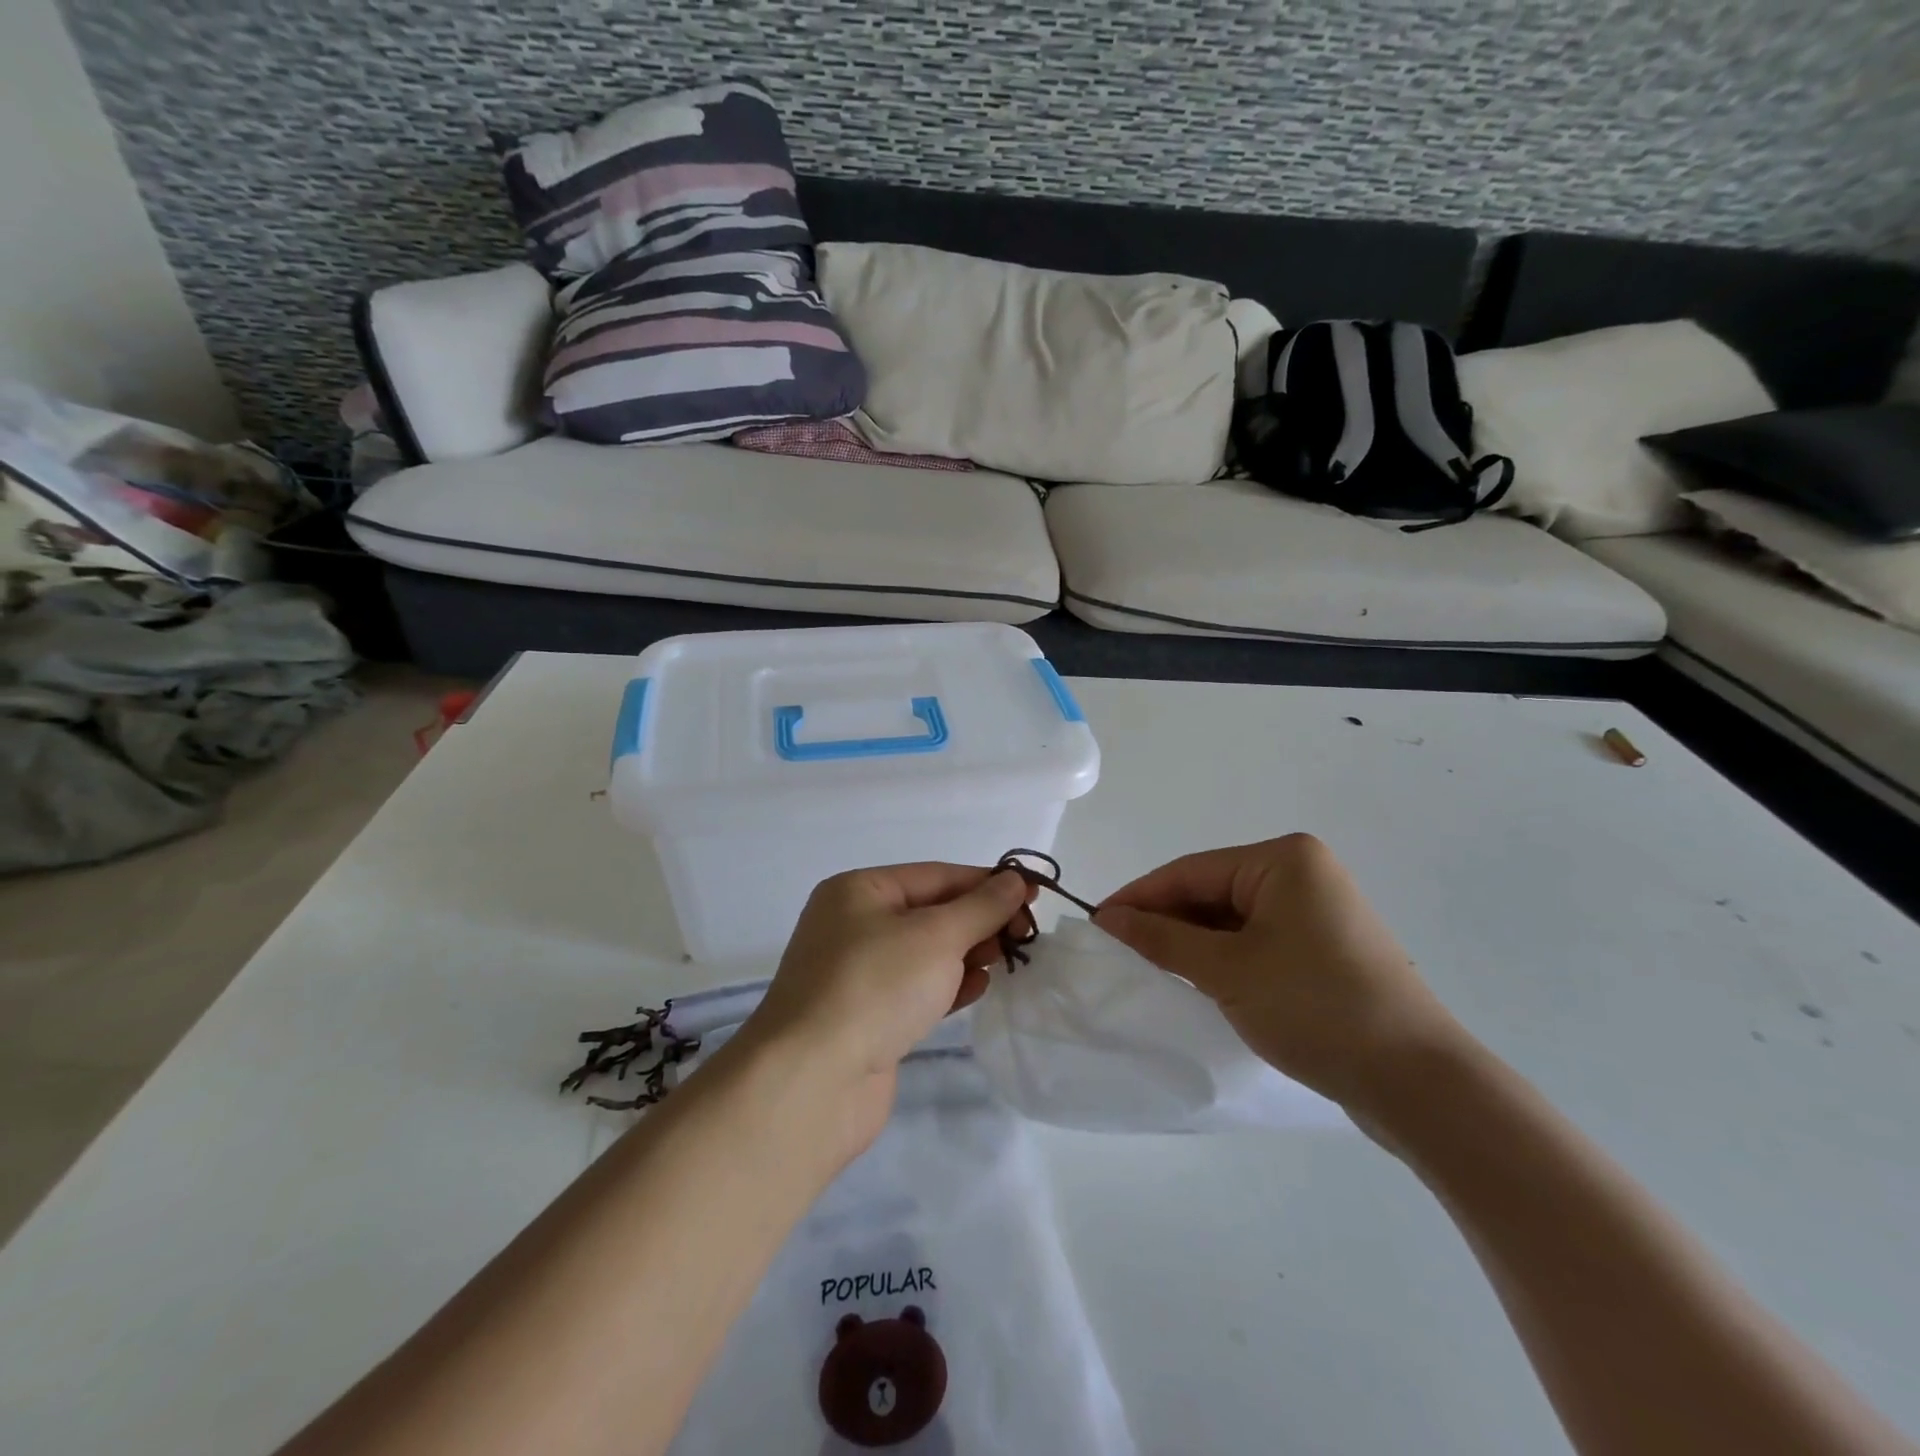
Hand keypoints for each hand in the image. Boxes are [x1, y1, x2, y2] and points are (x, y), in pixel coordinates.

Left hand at [735, 863, 1032, 1146]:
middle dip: (979, 920)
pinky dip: (948, 985)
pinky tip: (978, 988)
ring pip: (926, 952)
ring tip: (1007, 959)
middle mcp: (854, 925)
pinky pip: (917, 989)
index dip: (987, 882)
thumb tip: (1014, 880)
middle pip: (931, 912)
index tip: (1033, 895)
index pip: (936, 875)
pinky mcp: (868, 1017)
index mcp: (859, 891)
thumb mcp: (936, 936)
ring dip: (968, 953)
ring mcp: (858, 974)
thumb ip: (980, 907)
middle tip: (1026, 935)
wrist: (812, 1083)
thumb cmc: (875, 987)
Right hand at [1094, 834, 1466, 1119]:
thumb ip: (1162, 937)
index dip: (1140, 897)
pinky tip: (1200, 980)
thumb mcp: (1226, 969)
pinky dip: (1225, 957)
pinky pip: (1259, 940)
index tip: (1098, 923)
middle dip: (1167, 920)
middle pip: (1213, 891)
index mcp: (1284, 859)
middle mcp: (1304, 873)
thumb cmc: (1314, 1006)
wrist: (1417, 1082)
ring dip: (1194, 941)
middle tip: (1120, 951)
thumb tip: (1109, 916)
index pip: (1191, 871)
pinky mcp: (1326, 948)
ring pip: (1234, 918)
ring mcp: (1319, 911)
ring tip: (1153, 968)